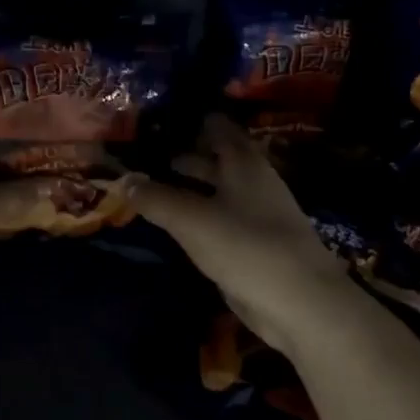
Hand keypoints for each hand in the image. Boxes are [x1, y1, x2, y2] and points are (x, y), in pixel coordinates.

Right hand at [131, 115, 354, 355]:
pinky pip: (217, 219)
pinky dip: (195, 214)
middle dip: (183, 153)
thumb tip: (122, 179)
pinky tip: (175, 221)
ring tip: (149, 184)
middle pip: (215, 158)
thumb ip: (155, 198)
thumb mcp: (192, 219)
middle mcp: (251, 182)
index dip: (189, 119)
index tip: (157, 117)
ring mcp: (255, 215)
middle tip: (144, 151)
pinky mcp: (251, 245)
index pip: (217, 127)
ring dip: (187, 186)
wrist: (298, 302)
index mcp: (244, 163)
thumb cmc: (246, 247)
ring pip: (215, 190)